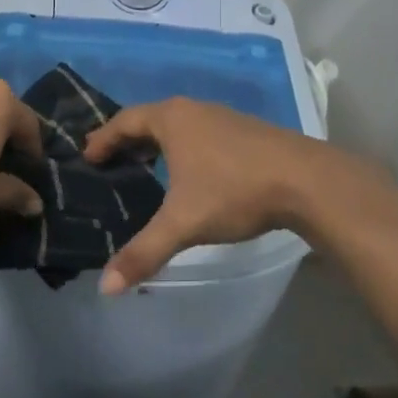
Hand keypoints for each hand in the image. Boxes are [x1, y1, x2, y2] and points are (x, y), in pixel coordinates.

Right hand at [83, 97, 393, 290]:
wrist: (309, 181)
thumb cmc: (235, 192)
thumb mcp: (184, 223)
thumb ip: (144, 252)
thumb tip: (106, 288)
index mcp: (172, 119)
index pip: (125, 121)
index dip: (103, 138)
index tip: (89, 156)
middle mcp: (195, 110)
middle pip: (150, 119)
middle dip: (129, 139)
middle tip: (112, 161)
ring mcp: (224, 117)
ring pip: (180, 125)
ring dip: (159, 143)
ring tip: (147, 166)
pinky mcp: (247, 131)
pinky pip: (201, 133)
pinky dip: (185, 148)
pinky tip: (192, 173)